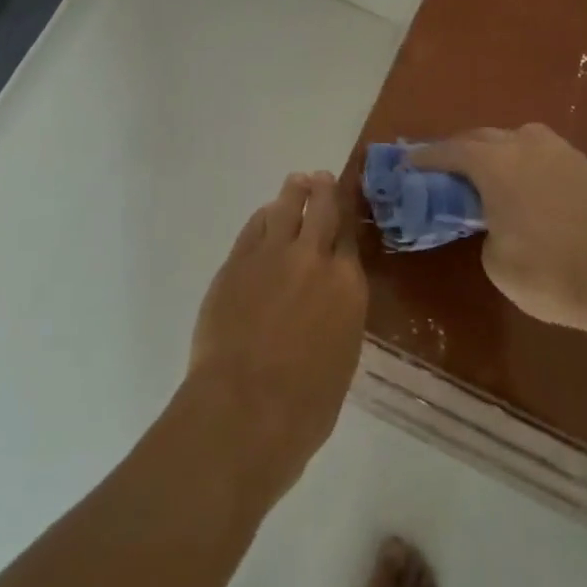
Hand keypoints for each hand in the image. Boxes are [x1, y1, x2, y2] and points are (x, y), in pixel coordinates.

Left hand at [184, 172, 368, 507]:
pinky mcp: (237, 263)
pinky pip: (254, 228)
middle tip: (321, 178)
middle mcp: (314, 259)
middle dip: (323, 191)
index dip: (347, 219)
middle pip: (322, 211)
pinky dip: (263, 217)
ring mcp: (272, 256)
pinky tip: (265, 215)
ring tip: (297, 182)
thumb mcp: (340, 357)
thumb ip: (337, 318)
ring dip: (293, 193)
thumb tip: (326, 305)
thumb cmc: (305, 405)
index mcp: (348, 286)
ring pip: (285, 209)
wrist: (245, 408)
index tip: (345, 206)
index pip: (350, 238)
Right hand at [412, 125, 586, 351]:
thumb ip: (485, 229)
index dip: (424, 158)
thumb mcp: (497, 261)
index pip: (448, 151)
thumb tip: (496, 222)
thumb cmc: (552, 273)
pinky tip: (523, 186)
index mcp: (495, 162)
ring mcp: (560, 151)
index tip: (407, 165)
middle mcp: (525, 144)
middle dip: (458, 151)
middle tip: (443, 173)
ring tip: (484, 178)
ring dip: (493, 153)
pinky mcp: (586, 166)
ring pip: (514, 140)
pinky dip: (522, 163)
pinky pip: (540, 153)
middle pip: (480, 137)